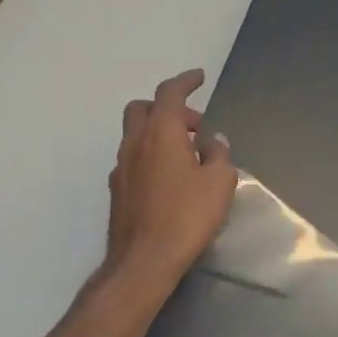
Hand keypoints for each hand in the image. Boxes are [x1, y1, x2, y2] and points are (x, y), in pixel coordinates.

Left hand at [104, 69, 236, 289]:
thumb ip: (219, 155)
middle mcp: (135, 143)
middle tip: (193, 125)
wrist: (145, 259)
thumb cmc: (188, 216)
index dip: (185, 81)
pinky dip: (150, 155)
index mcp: (161, 133)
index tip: (199, 77)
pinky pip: (133, 158)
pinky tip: (169, 178)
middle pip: (143, 108)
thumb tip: (213, 141)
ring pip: (135, 134)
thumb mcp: (219, 183)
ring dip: (158, 133)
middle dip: (167, 107)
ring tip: (186, 154)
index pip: (169, 93)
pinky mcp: (117, 189)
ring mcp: (121, 167)